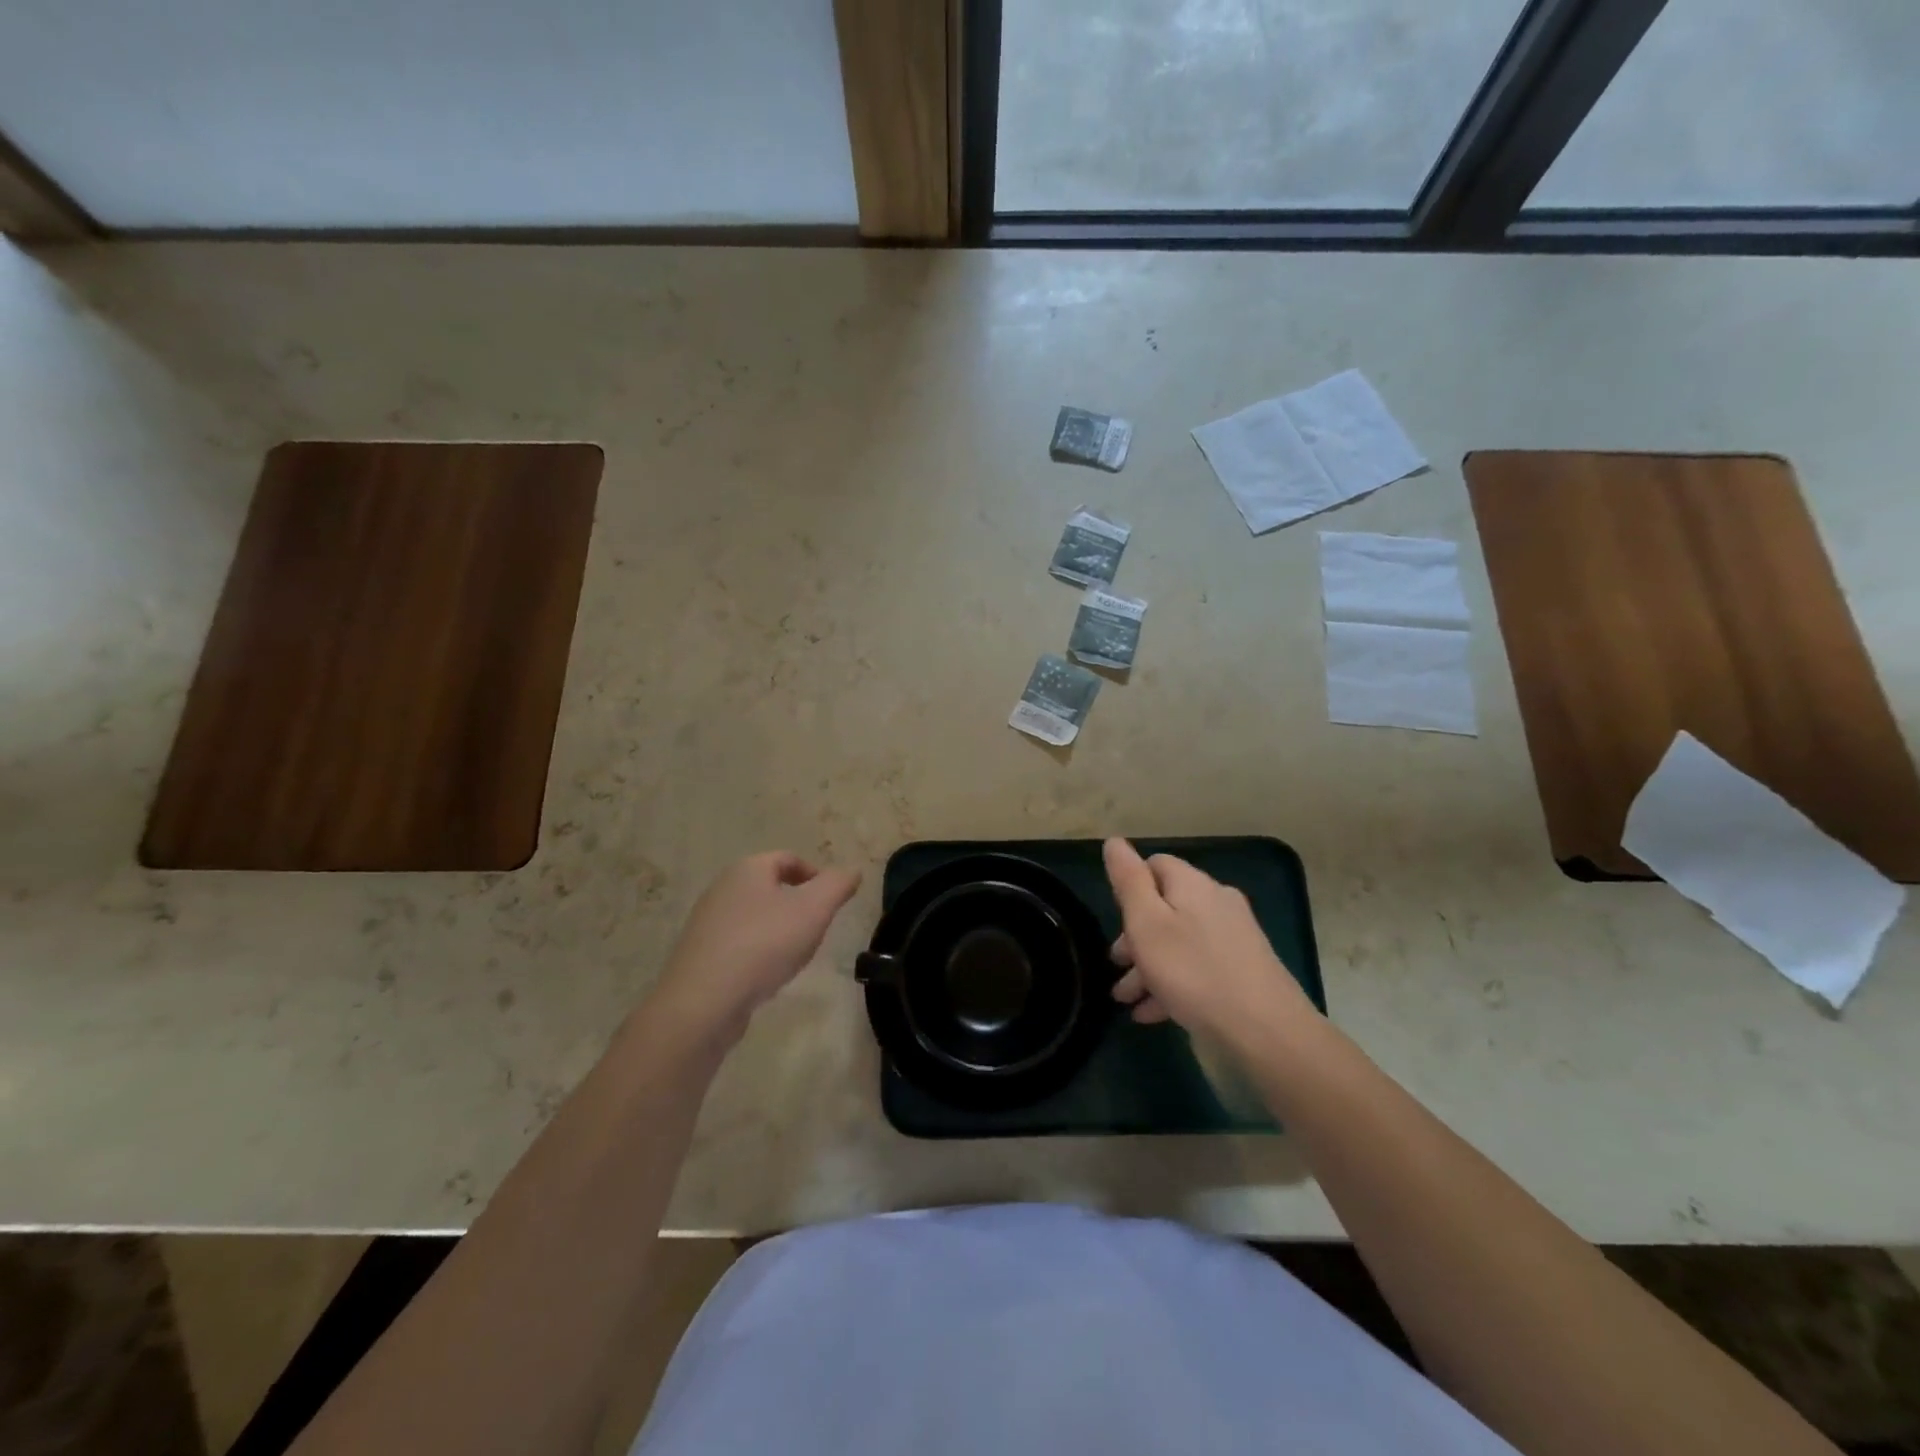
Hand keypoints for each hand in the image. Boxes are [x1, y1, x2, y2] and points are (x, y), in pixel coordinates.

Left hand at [645, 852, 860, 1050]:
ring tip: (795, 956)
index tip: (832, 901)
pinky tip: (767, 976)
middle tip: (817, 929)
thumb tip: (852, 871)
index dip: (815, 874)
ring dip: (779, 931)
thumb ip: (837, 885)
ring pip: (755, 917)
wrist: (704, 1001)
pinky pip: (739, 944)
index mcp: (748, 869)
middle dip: (798, 905)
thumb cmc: (764, 944)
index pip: (788, 858)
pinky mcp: (700, 955)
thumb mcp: (814, 909)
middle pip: (770, 887)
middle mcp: (722, 889)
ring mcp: (707, 923)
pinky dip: (758, 953)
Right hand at [1103, 838, 1316, 1046]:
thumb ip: (1129, 880)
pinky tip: (1153, 1014)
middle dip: (1135, 936)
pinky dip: (1173, 983)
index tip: (1115, 919)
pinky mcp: (1245, 969)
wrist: (1266, 1031)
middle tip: (1116, 965)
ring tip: (1126, 1000)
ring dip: (1149, 966)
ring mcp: (1235, 937)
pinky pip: (1198, 967)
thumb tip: (1115, 842)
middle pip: (1166, 907)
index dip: (1130, 888)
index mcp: (1193, 885)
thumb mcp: (1147, 924)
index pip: (1155, 865)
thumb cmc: (1194, 972)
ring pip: (1179, 941)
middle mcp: (1217, 902)